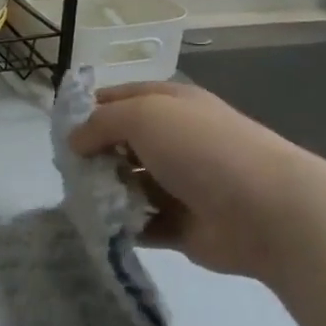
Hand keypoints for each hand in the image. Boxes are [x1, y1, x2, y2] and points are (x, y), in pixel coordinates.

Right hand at [70, 81, 322, 280]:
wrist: (265, 210)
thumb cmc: (201, 149)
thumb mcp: (144, 115)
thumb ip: (101, 123)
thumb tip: (75, 140)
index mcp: (171, 104)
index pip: (121, 98)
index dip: (89, 109)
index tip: (60, 129)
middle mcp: (175, 140)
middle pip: (122, 143)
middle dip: (93, 155)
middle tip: (67, 171)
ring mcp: (180, 184)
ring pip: (129, 185)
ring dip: (105, 192)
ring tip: (81, 202)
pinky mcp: (181, 225)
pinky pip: (141, 223)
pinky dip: (121, 226)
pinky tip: (101, 228)